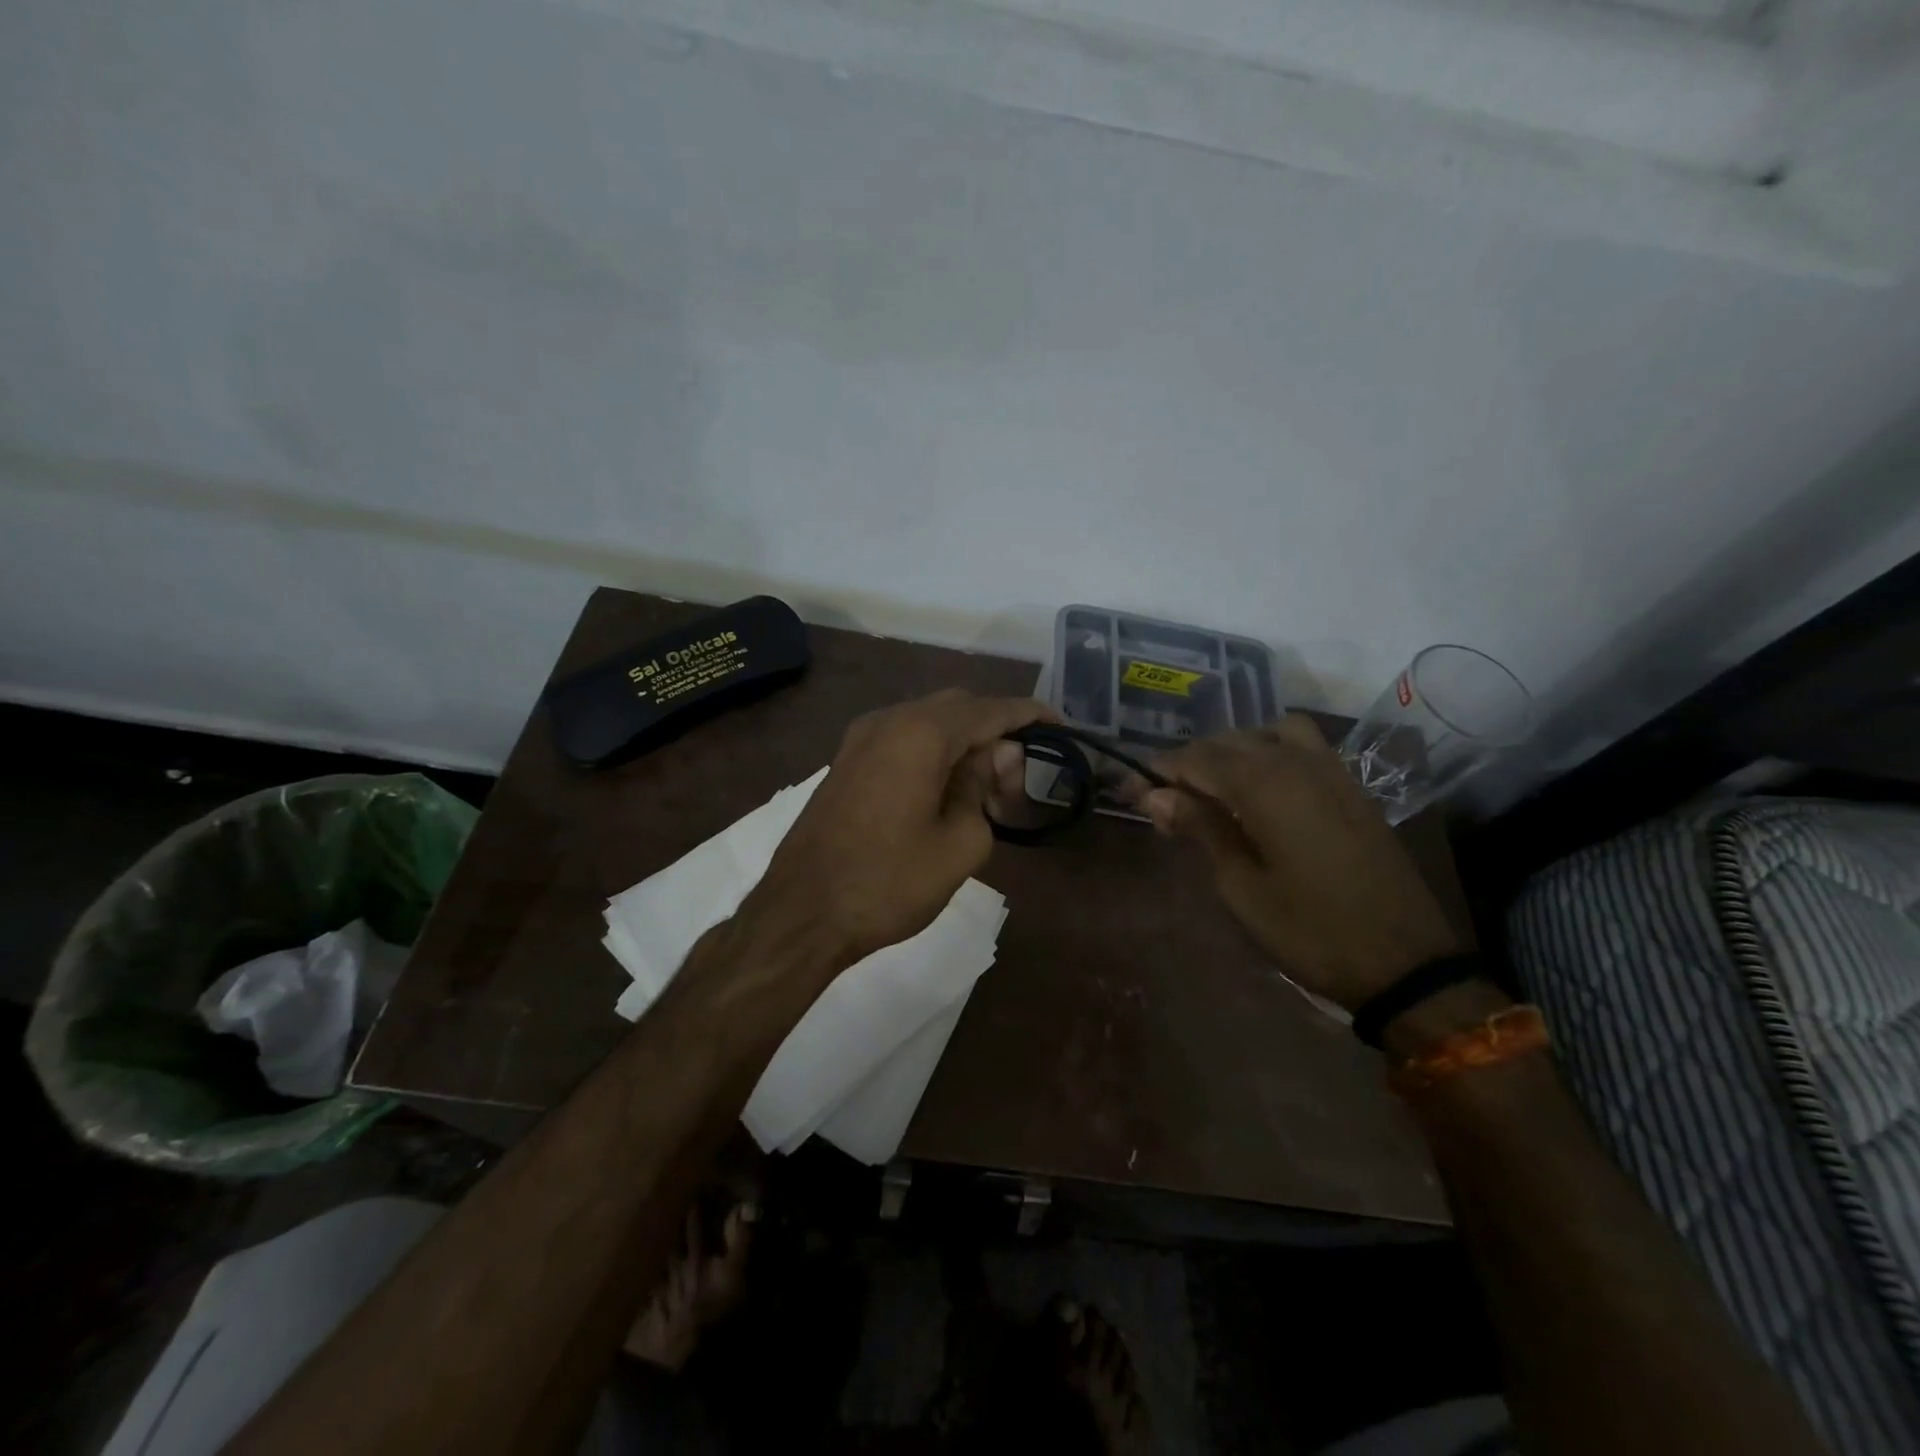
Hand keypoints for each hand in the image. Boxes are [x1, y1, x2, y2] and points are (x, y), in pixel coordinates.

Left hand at [749, 690, 1048, 963]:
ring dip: (961, 741)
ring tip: (985, 784)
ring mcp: (860, 738)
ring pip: (926, 721)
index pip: (990, 710)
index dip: (1029, 715)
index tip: (1060, 726)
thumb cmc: (888, 883)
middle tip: (1018, 774)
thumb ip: (983, 790)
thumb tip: (991, 760)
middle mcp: (889, 720)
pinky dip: (931, 750)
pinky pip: (901, 738)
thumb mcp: (960, 844)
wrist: (801, 913)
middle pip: (958, 707)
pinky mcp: (845, 761)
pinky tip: (944, 786)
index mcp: (921, 733)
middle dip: (994, 730)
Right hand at [1143, 717, 1466, 1011]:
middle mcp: (1296, 763)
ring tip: (1214, 786)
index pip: (1195, 759)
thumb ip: (1201, 830)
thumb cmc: (1310, 929)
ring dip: (1234, 749)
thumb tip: (1156, 795)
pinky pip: (1303, 746)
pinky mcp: (1351, 788)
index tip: (1130, 791)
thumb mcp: (1241, 887)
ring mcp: (1331, 771)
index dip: (1158, 772)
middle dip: (1189, 762)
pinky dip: (1271, 751)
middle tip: (1164, 800)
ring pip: (1269, 733)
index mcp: (1264, 785)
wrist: (1406, 961)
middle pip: (1228, 741)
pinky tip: (1261, 788)